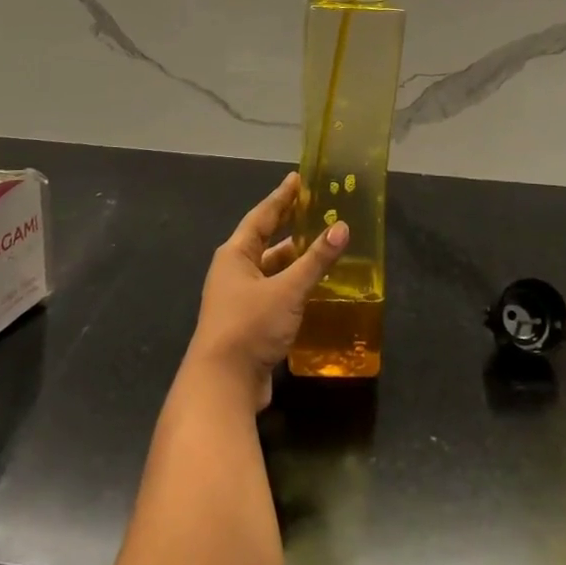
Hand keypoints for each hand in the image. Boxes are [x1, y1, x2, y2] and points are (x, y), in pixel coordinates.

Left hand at [184, 173, 348, 409]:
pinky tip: (315, 290)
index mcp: (235, 255)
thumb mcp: (288, 290)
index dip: (281, 198)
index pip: (262, 216)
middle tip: (316, 211)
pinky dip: (294, 288)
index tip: (297, 179)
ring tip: (322, 249)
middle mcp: (234, 272)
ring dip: (294, 262)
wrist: (223, 384)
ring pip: (271, 271)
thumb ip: (316, 260)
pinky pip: (275, 296)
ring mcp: (239, 300)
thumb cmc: (250, 325)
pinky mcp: (249, 324)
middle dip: (289, 228)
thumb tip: (342, 227)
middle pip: (265, 242)